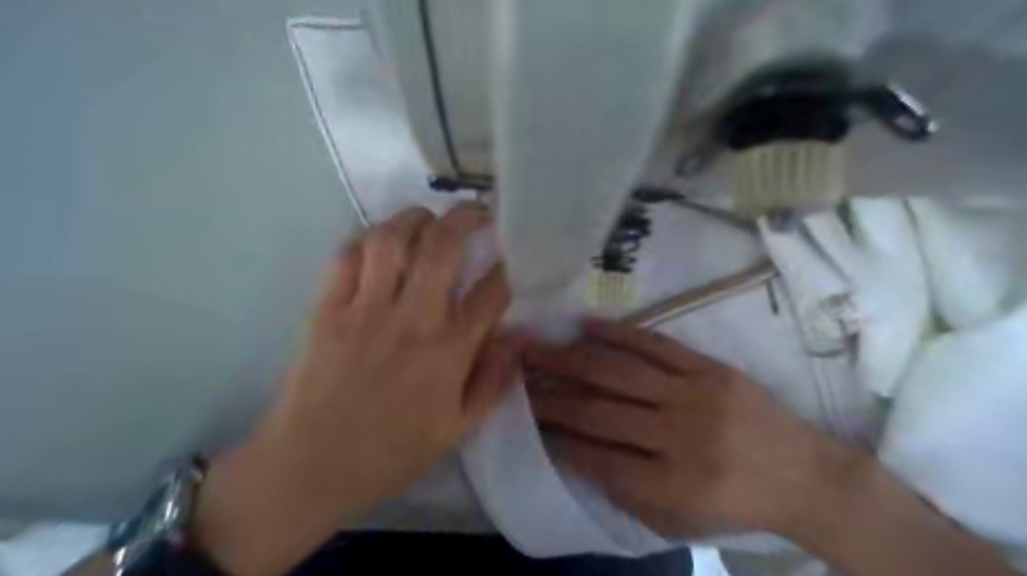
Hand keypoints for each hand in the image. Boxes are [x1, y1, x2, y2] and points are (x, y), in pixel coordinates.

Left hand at [194, 205, 521, 575]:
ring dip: (415, 218)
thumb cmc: (390, 453)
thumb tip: (514, 341)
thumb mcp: (456, 430)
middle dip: (466, 218)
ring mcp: (365, 309)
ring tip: (427, 220)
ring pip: (392, 240)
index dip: (508, 269)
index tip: (512, 258)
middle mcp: (411, 318)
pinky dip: (368, 241)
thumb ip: (491, 383)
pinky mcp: (327, 309)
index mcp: (448, 350)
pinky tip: (380, 245)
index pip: (491, 293)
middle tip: (476, 213)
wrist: (309, 468)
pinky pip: (348, 257)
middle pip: (442, 247)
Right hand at [524, 320, 855, 540]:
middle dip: (550, 394)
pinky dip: (617, 333)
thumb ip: (625, 490)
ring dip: (571, 359)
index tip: (526, 419)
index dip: (555, 438)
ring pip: (619, 372)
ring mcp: (694, 395)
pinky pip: (655, 344)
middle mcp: (678, 436)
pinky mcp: (709, 368)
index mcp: (671, 485)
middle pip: (598, 410)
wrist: (807, 474)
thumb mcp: (679, 519)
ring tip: (537, 348)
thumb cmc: (736, 503)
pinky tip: (584, 326)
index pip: (595, 457)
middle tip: (517, 376)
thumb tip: (575, 452)